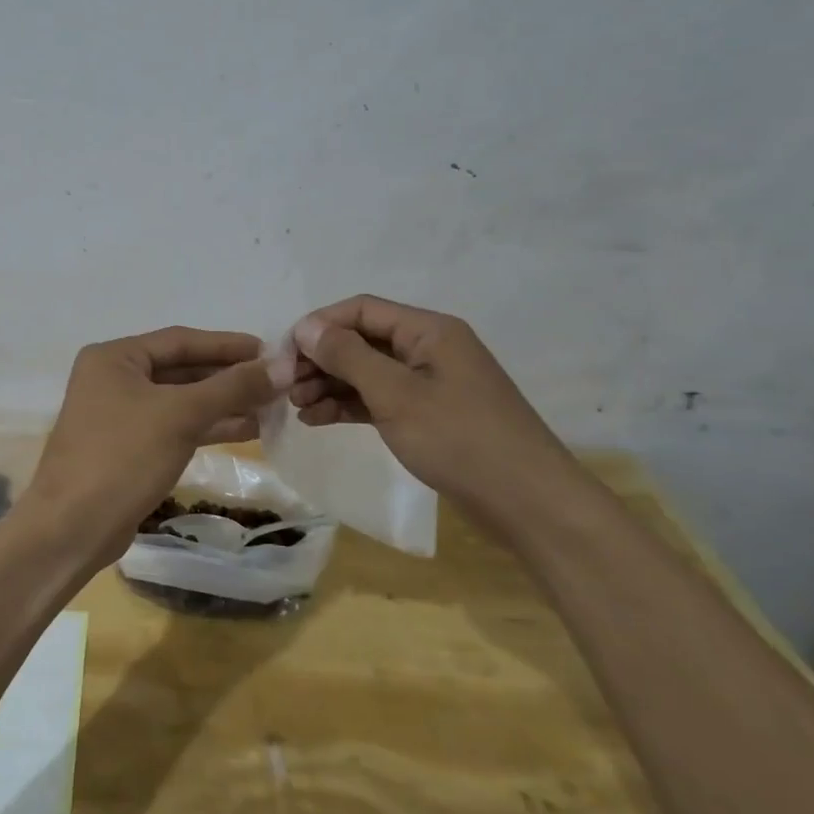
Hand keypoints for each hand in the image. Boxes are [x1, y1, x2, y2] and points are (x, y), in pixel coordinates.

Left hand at [24, 327, 291, 568]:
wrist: (73, 528)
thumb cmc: (122, 457)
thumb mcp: (180, 415)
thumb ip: (232, 387)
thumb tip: (282, 365)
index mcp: (113, 357)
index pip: (180, 340)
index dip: (228, 345)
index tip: (272, 351)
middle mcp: (113, 378)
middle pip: (182, 369)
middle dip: (229, 376)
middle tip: (278, 381)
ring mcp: (120, 415)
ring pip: (182, 400)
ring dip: (224, 403)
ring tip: (273, 406)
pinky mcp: (130, 448)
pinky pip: (176, 426)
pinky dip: (209, 426)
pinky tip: (248, 429)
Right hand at [287, 295, 585, 534]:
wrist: (528, 504)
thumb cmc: (460, 440)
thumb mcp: (396, 394)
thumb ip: (348, 356)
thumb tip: (306, 327)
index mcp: (429, 331)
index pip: (361, 310)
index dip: (320, 326)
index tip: (285, 354)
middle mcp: (429, 349)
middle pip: (362, 340)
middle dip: (321, 359)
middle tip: (286, 386)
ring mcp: (429, 383)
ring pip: (367, 372)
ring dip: (330, 384)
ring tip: (297, 407)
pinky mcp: (428, 415)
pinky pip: (379, 398)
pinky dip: (349, 405)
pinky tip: (318, 419)